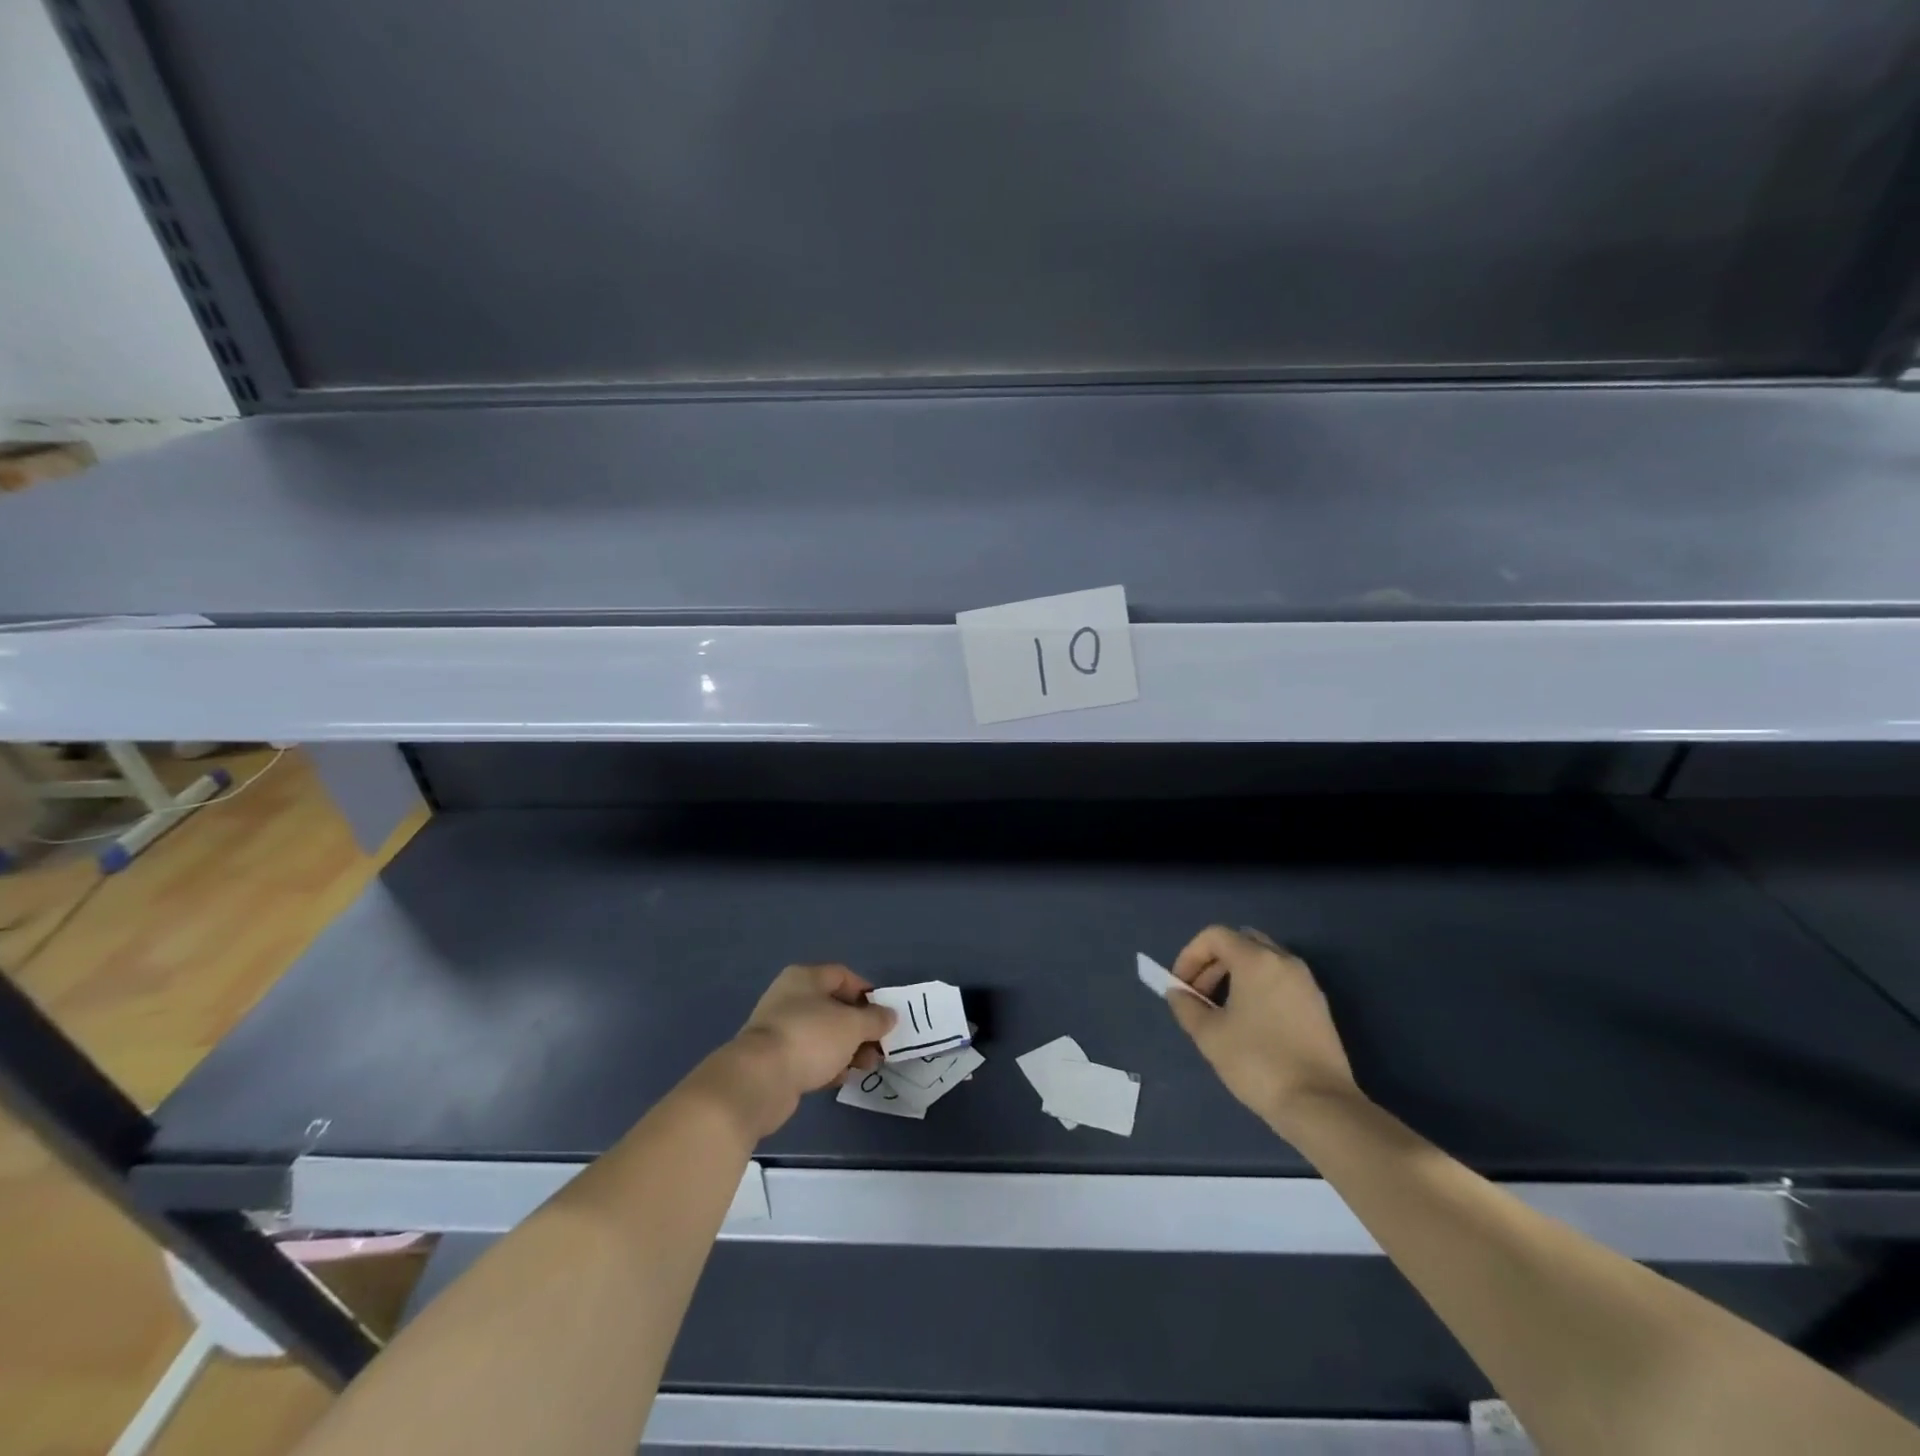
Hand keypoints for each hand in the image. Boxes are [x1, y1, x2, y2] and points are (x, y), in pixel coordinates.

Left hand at [721, 963, 896, 1137]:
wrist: (759, 1080)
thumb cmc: (810, 1038)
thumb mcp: (852, 1025)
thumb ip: (875, 1019)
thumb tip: (889, 1015)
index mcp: (805, 978)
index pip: (842, 976)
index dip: (867, 992)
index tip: (884, 1014)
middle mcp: (790, 998)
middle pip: (834, 1007)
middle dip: (860, 1027)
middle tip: (879, 1046)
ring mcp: (781, 1030)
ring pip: (823, 1034)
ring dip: (848, 1048)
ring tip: (867, 1066)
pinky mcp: (775, 1060)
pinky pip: (810, 1056)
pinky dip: (828, 1064)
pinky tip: (843, 1078)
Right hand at [1167, 925, 1361, 1139]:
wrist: (1320, 1105)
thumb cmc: (1258, 1062)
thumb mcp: (1209, 1035)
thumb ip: (1186, 1006)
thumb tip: (1178, 993)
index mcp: (1256, 960)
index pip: (1215, 935)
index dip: (1190, 955)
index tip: (1181, 986)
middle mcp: (1284, 961)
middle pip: (1240, 942)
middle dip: (1213, 963)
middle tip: (1198, 996)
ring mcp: (1306, 982)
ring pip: (1262, 961)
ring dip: (1235, 976)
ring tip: (1221, 1011)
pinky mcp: (1318, 1005)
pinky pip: (1279, 980)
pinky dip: (1257, 988)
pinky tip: (1250, 1024)